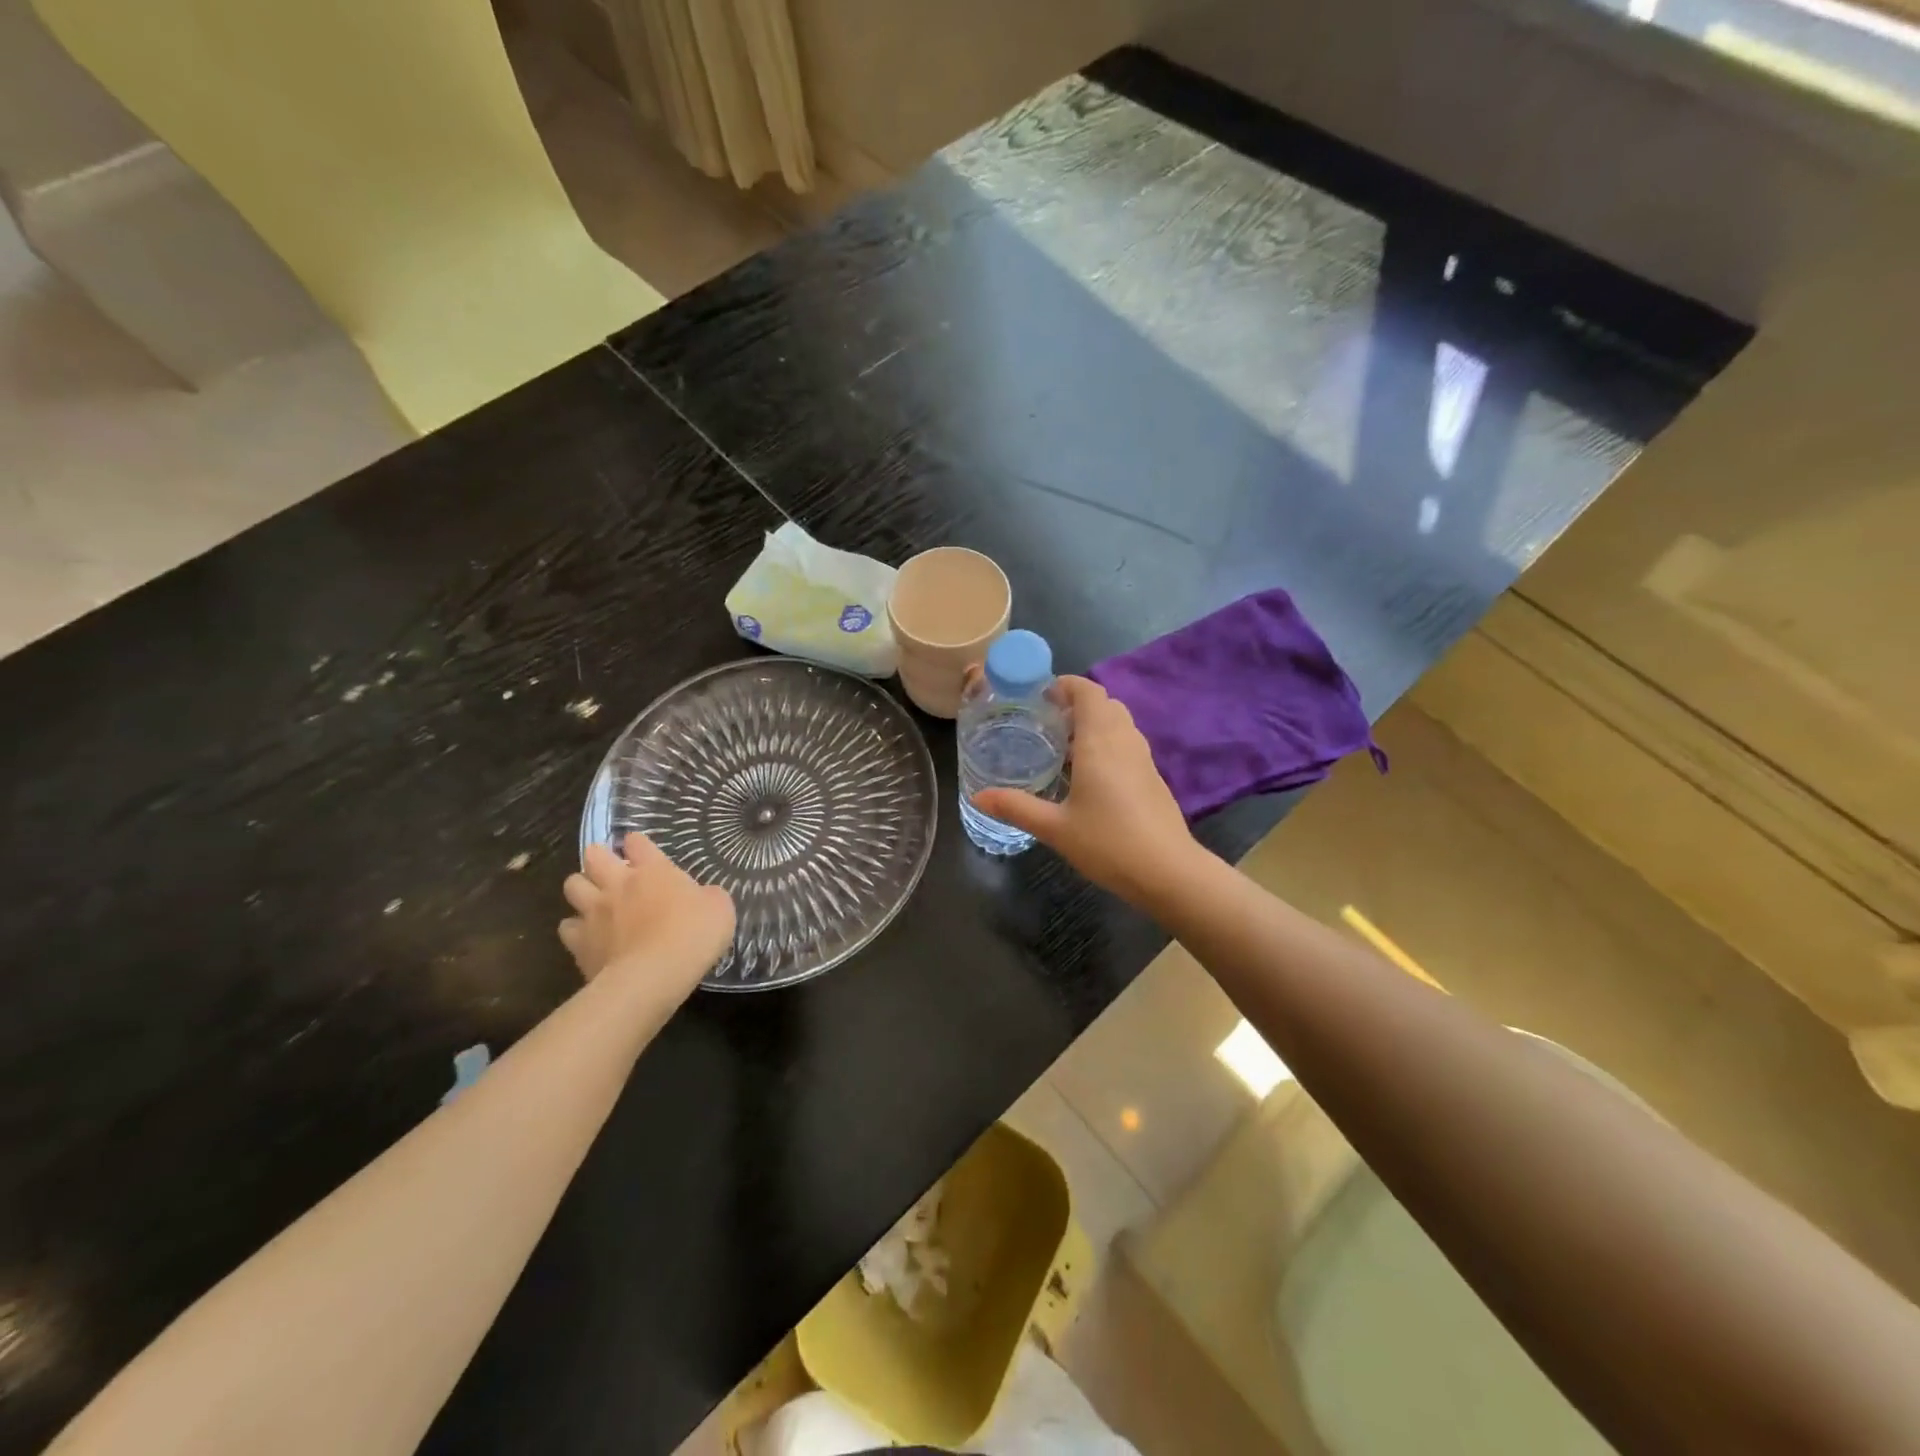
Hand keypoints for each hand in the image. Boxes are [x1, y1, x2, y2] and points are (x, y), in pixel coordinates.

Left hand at [560, 833, 735, 996]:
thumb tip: (703, 897)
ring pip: (572, 885)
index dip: (637, 844)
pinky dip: (575, 928)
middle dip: (600, 858)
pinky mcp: (579, 943)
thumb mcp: (719, 908)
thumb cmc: (693, 934)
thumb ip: (707, 896)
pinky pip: (567, 927)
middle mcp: (618, 884)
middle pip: (594, 856)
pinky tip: (587, 936)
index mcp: (653, 870)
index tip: (640, 851)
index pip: (637, 843)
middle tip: (611, 870)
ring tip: (594, 900)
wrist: (654, 975)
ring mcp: (594, 912)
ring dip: (582, 888)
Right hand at [972, 675, 1197, 905]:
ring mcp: (1143, 758)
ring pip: (1120, 723)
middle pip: (1105, 703)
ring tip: (1064, 747)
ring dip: (1094, 723)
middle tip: (1048, 723)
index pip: (1089, 691)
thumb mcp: (1054, 828)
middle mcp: (1124, 741)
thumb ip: (1016, 807)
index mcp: (1099, 742)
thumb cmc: (1108, 843)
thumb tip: (978, 797)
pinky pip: (1128, 743)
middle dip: (1077, 704)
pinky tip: (1090, 775)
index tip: (1042, 696)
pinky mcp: (1153, 777)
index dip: (1067, 685)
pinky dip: (1108, 743)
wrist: (1168, 871)